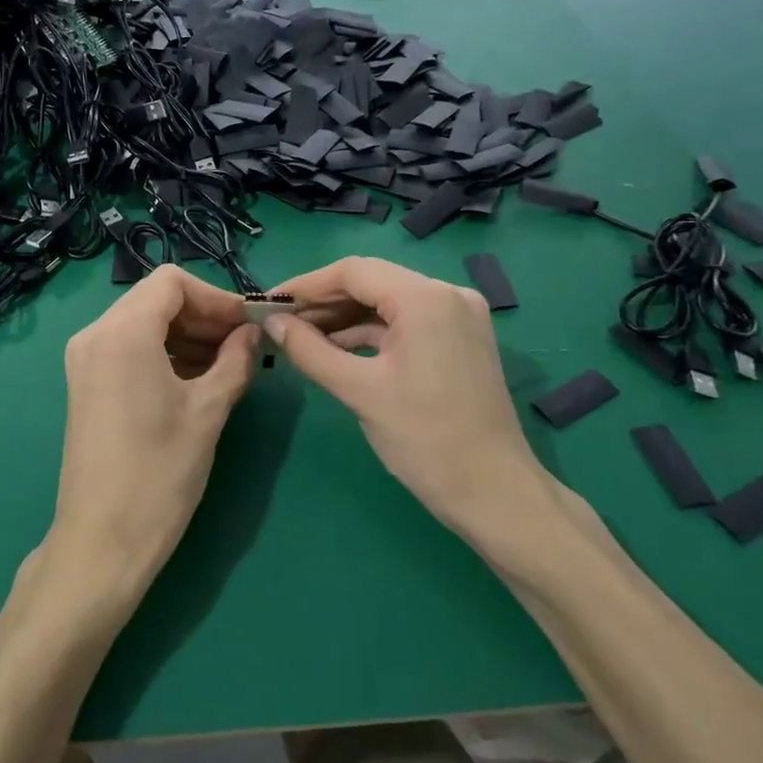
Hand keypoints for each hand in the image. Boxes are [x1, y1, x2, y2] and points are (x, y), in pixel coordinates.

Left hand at [43, 265, 259, 611]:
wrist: (103, 539)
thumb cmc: (160, 473)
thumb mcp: (208, 411)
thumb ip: (235, 361)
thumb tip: (252, 333)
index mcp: (122, 333)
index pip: (172, 283)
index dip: (216, 297)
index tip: (247, 325)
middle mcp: (94, 335)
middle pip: (155, 299)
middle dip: (202, 315)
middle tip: (243, 346)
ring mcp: (84, 360)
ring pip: (142, 323)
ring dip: (185, 335)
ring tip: (226, 365)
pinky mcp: (85, 384)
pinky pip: (128, 348)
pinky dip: (163, 353)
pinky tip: (195, 379)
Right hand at [263, 256, 559, 554]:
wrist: (493, 491)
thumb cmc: (424, 439)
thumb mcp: (359, 391)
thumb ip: (309, 350)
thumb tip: (272, 323)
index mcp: (425, 298)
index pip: (353, 271)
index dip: (305, 285)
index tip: (269, 304)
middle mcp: (448, 294)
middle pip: (372, 282)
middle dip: (323, 302)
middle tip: (280, 323)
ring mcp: (459, 316)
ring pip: (388, 303)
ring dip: (345, 318)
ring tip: (301, 338)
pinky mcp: (461, 339)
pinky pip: (406, 323)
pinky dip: (371, 333)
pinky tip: (337, 350)